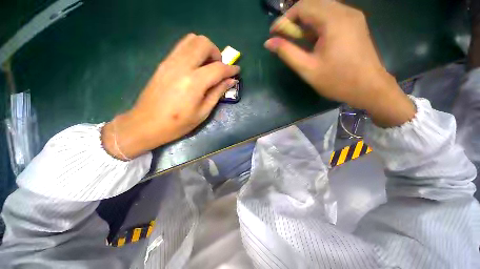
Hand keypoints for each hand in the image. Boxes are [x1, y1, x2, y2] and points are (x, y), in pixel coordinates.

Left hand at [102, 34, 239, 159]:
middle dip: (216, 53)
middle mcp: (181, 66)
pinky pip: (181, 47)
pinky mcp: (163, 63)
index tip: (237, 71)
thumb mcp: (203, 112)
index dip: (230, 69)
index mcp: (194, 82)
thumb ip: (217, 93)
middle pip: (203, 43)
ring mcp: (170, 61)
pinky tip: (196, 67)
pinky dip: (193, 51)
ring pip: (191, 40)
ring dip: (204, 49)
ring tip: (208, 66)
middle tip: (219, 68)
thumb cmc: (178, 123)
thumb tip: (230, 81)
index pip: (218, 68)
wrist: (146, 124)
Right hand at [265, 0, 414, 126]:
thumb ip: (287, 52)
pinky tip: (313, 39)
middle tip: (285, 37)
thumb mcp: (307, 68)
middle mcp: (344, 11)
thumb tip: (268, 42)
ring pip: (322, 8)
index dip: (284, 19)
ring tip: (297, 39)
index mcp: (333, 20)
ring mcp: (352, 16)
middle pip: (313, 3)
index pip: (302, 6)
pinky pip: (331, 15)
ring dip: (305, 21)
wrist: (369, 88)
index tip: (273, 34)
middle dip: (294, 19)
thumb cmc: (336, 80)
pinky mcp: (355, 23)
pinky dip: (317, 23)